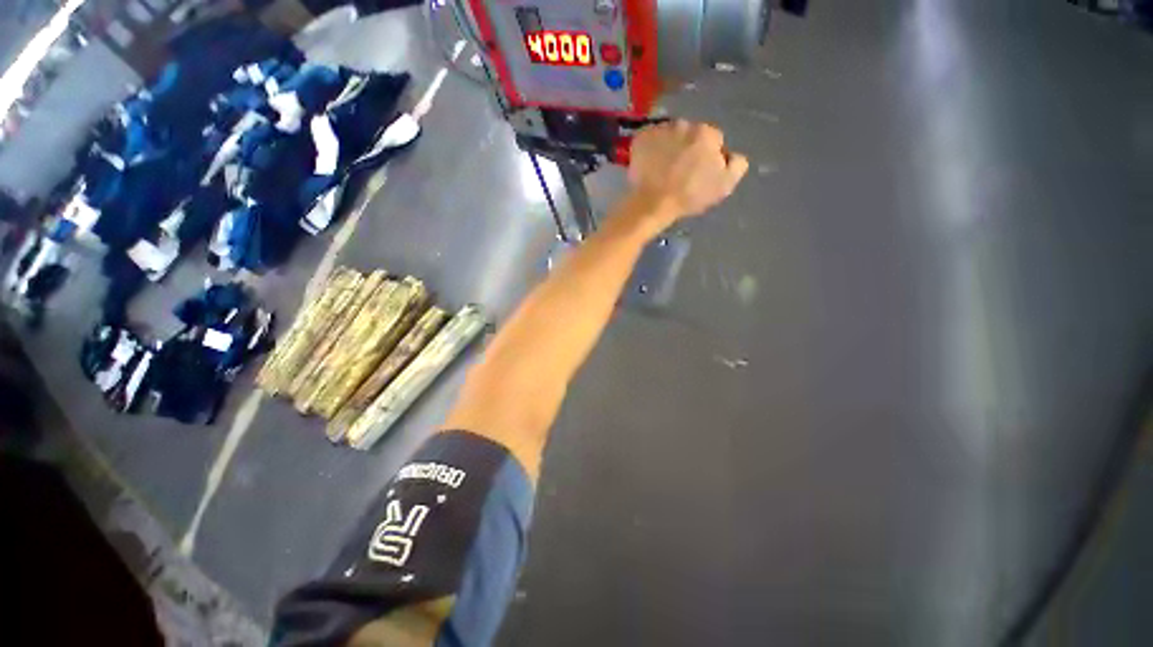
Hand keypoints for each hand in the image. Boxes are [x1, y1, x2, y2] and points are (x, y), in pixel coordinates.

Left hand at [627, 120, 748, 220]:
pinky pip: (649, 139)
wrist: (653, 204)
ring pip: (669, 135)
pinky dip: (650, 149)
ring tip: (662, 169)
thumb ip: (737, 165)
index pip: (713, 140)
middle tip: (679, 171)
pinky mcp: (641, 137)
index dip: (707, 156)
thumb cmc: (689, 196)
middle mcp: (684, 124)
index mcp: (707, 134)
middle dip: (687, 148)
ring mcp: (660, 129)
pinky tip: (649, 165)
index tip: (698, 172)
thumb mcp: (724, 185)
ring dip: (668, 147)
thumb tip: (732, 155)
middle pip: (689, 135)